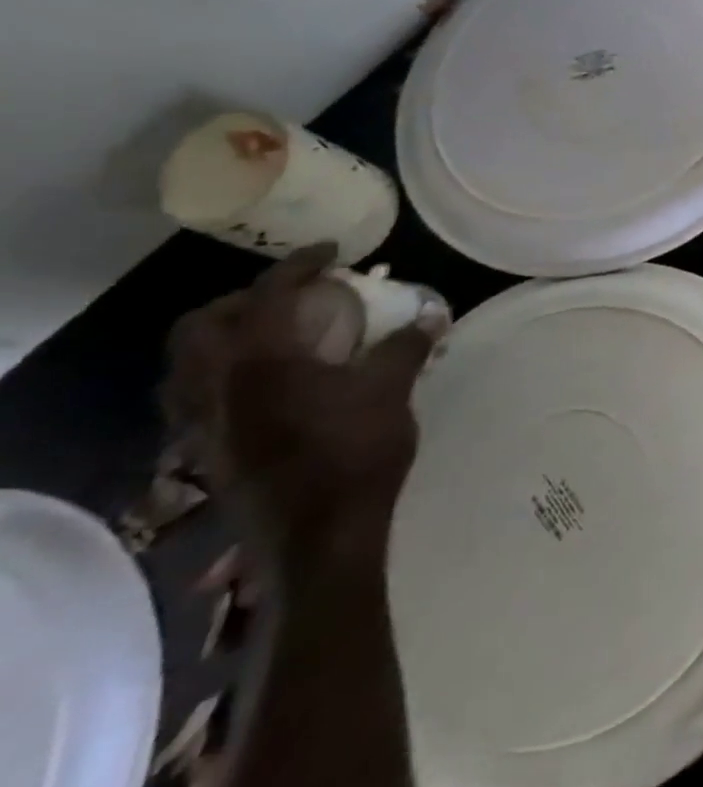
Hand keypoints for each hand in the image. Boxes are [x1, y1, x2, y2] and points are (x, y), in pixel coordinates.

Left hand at [163, 244, 435, 565]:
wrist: (320, 534)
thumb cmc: (357, 451)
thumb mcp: (392, 390)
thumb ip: (407, 346)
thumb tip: (432, 312)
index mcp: (261, 361)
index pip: (268, 294)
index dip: (299, 264)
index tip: (332, 252)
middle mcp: (217, 385)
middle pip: (202, 324)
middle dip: (243, 299)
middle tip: (293, 296)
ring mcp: (204, 422)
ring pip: (187, 364)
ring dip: (223, 338)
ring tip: (273, 336)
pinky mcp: (207, 450)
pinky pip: (196, 396)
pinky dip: (222, 374)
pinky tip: (267, 385)